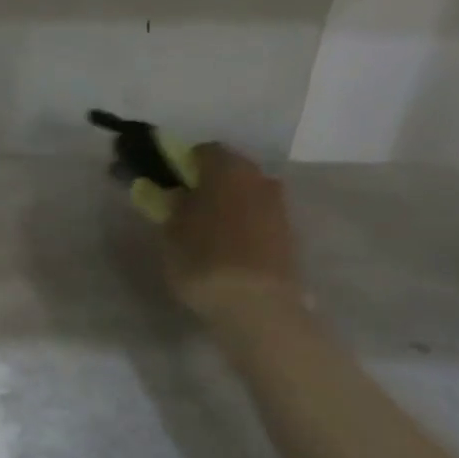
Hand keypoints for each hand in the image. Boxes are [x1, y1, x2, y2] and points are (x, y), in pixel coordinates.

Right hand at [162, 144, 303, 322]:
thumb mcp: (171, 232)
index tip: (169, 185)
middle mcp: (258, 177)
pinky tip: (229, 249)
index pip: (203, 151)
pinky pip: (259, 219)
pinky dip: (244, 226)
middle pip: (230, 170)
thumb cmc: (204, 260)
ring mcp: (278, 206)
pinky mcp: (289, 235)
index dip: (183, 166)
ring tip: (208, 233)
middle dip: (209, 184)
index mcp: (227, 168)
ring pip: (246, 194)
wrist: (257, 306)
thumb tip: (174, 193)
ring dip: (229, 205)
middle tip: (187, 208)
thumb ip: (170, 206)